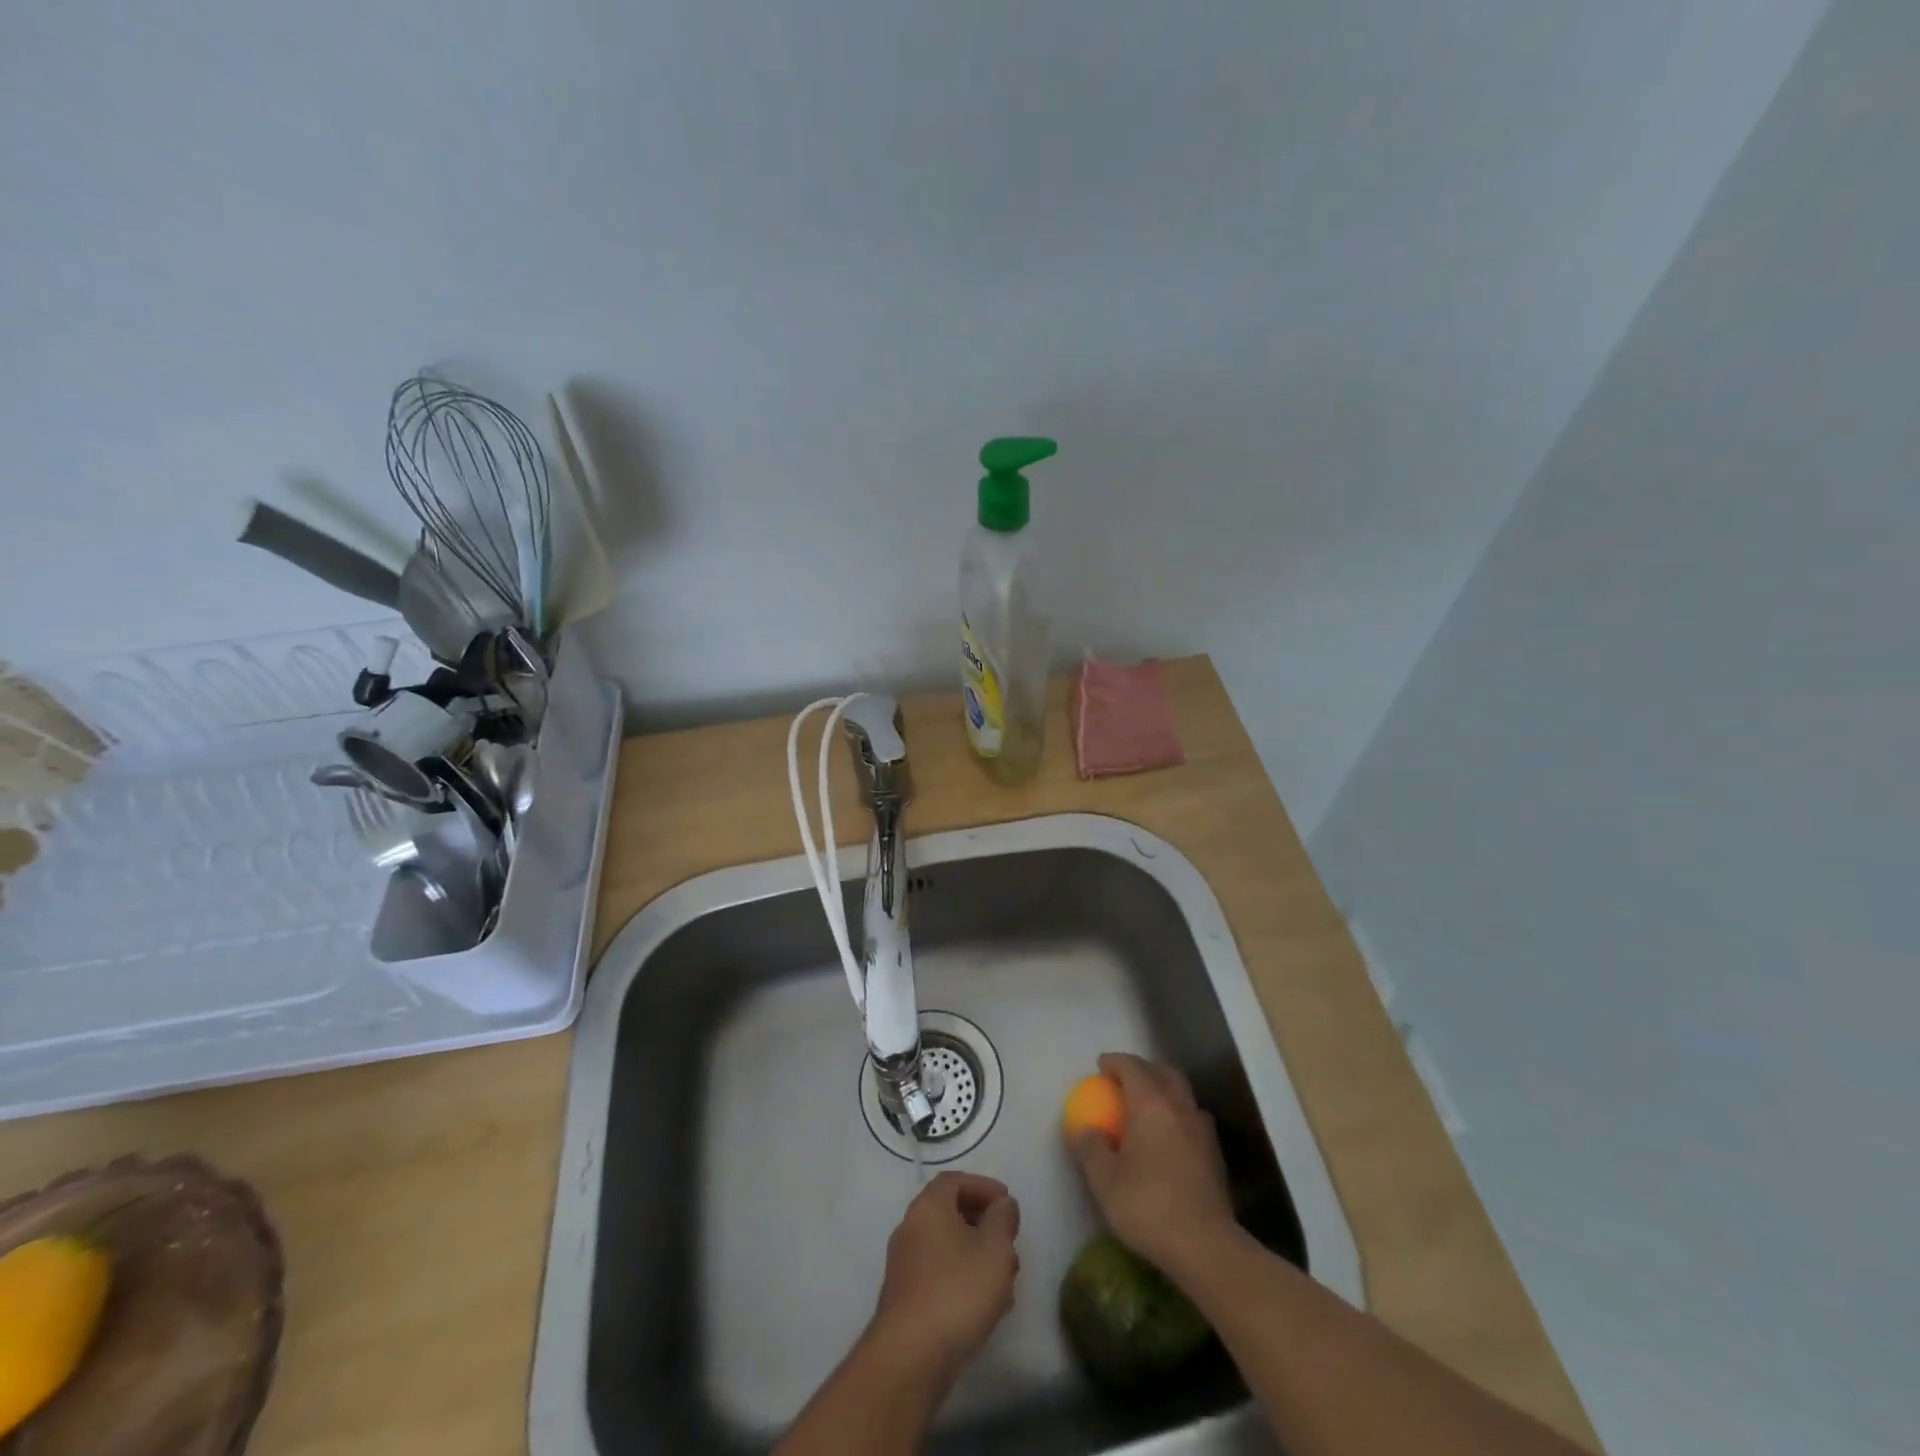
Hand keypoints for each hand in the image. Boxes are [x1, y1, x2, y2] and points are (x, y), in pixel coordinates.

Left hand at [867, 1171, 1020, 1383]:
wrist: (909, 1358)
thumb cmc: (957, 1291)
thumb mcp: (994, 1249)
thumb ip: (1002, 1219)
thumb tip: (1002, 1204)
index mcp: (928, 1207)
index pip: (954, 1181)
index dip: (983, 1186)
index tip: (1007, 1203)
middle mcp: (910, 1228)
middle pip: (950, 1213)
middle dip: (984, 1225)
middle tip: (1008, 1243)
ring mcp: (904, 1265)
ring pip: (947, 1247)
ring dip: (976, 1256)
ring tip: (1004, 1281)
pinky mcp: (905, 1299)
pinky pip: (939, 1274)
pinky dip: (963, 1278)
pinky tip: (985, 1306)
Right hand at [1070, 1053, 1237, 1277]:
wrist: (1206, 1246)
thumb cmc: (1149, 1206)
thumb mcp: (1104, 1181)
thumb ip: (1091, 1148)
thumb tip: (1086, 1130)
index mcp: (1151, 1104)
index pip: (1132, 1067)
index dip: (1114, 1062)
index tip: (1100, 1066)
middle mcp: (1179, 1107)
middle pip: (1163, 1072)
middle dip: (1144, 1069)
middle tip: (1125, 1080)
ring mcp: (1202, 1129)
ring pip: (1182, 1094)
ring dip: (1164, 1090)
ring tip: (1147, 1106)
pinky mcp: (1214, 1154)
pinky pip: (1192, 1118)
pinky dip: (1177, 1115)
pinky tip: (1168, 1137)